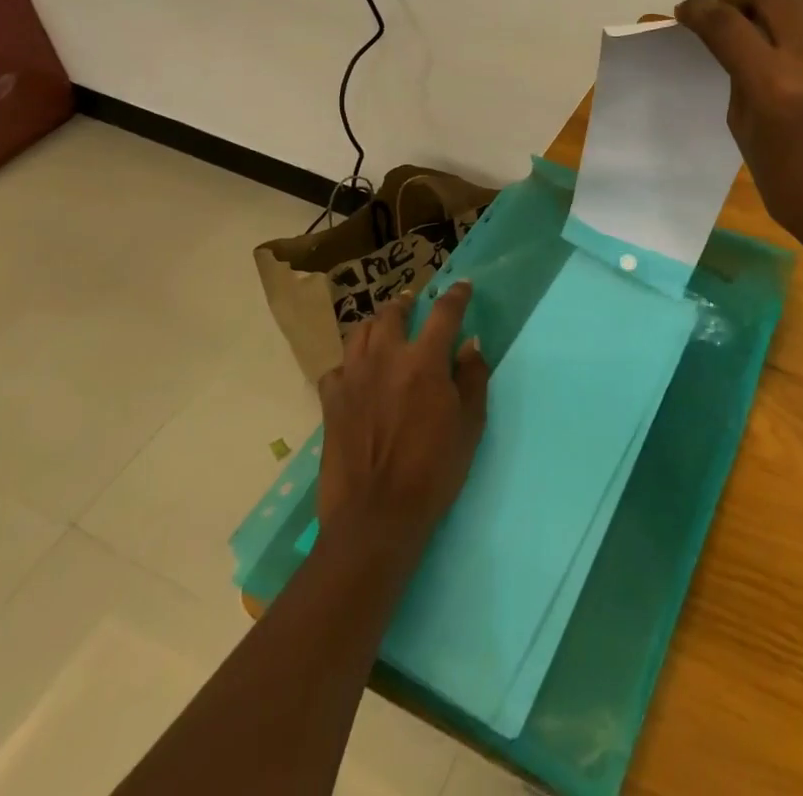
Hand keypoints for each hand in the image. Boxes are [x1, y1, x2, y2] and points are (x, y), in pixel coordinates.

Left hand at [317, 281, 489, 553]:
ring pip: (361, 332)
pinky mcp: (330, 401)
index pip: (444, 312)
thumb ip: (472, 377)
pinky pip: (338, 367)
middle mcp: (386, 357)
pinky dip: (350, 362)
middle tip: (414, 302)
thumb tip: (470, 343)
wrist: (376, 517)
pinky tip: (357, 372)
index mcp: (425, 360)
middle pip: (393, 313)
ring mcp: (353, 377)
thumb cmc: (434, 470)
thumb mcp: (470, 424)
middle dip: (407, 302)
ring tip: (385, 327)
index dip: (456, 295)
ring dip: (377, 324)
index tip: (463, 286)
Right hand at [676, 0, 802, 260]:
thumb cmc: (789, 185)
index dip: (699, 10)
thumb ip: (739, 78)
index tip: (688, 11)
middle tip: (728, 10)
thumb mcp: (744, 131)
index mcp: (774, 86)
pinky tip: (801, 47)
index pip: (726, 25)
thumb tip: (733, 44)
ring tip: (765, 16)